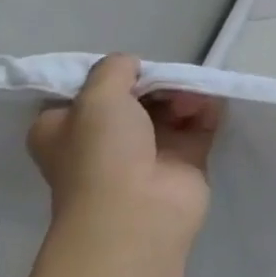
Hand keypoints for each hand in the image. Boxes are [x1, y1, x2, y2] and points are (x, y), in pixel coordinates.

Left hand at [28, 54, 222, 256]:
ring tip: (192, 94)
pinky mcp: (185, 161)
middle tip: (169, 78)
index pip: (87, 92)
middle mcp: (104, 140)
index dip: (111, 75)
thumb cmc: (103, 152)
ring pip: (169, 109)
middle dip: (155, 83)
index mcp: (66, 128)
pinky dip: (206, 109)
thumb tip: (133, 65)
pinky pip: (199, 125)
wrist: (138, 211)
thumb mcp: (96, 95)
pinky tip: (209, 101)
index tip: (131, 66)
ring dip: (182, 94)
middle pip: (135, 97)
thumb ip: (114, 68)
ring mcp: (148, 151)